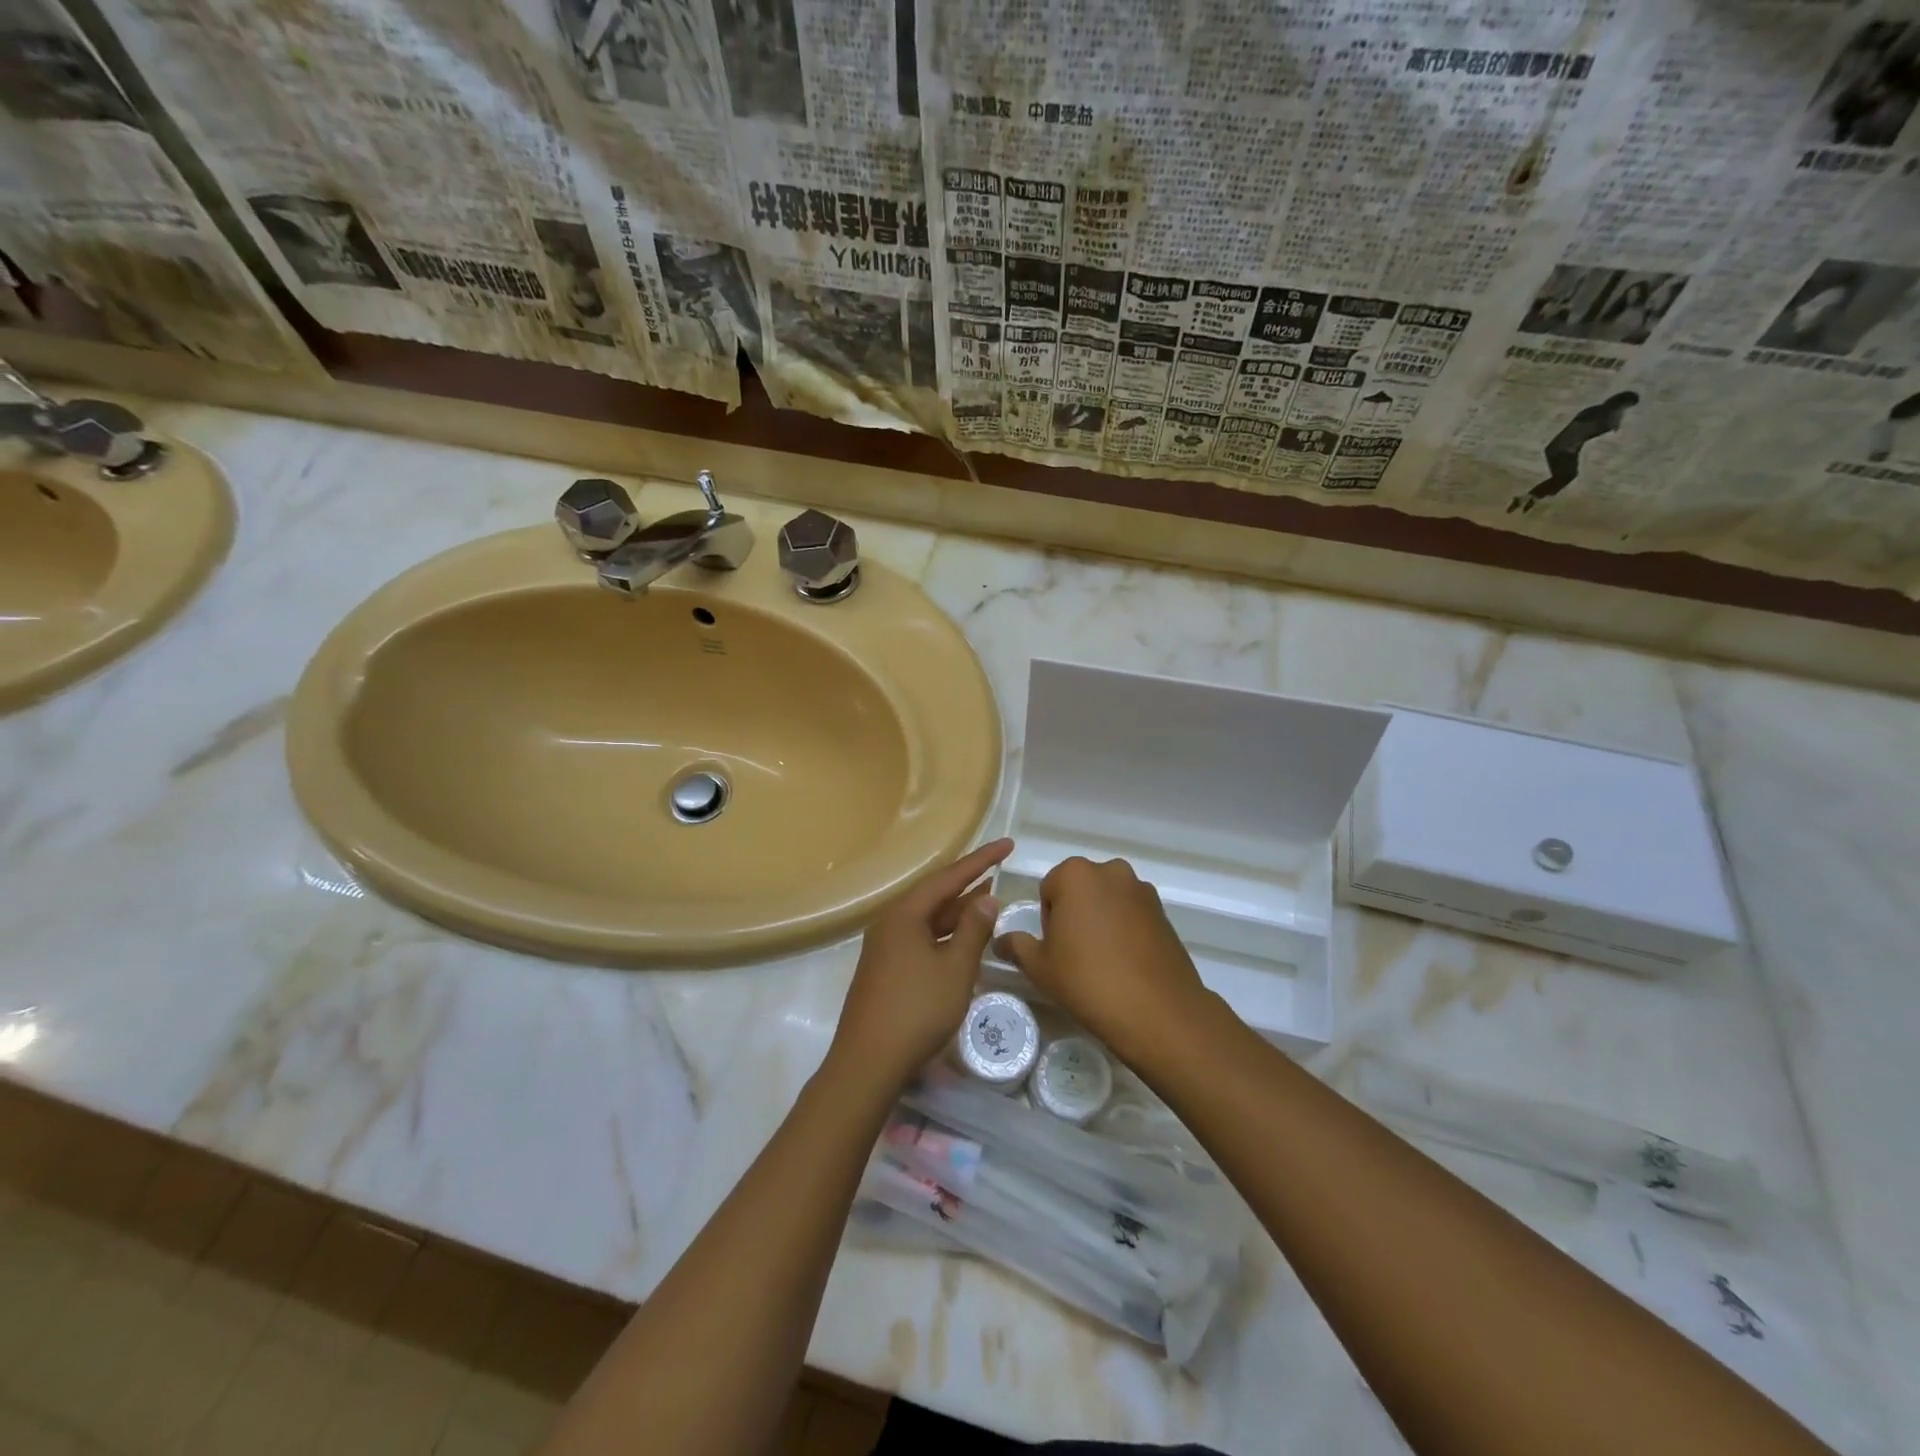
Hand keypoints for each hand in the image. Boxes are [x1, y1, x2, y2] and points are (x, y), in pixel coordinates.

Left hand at [827, 839, 1012, 1095]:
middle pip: (934, 895)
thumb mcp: (955, 968)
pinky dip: (945, 936)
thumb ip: (973, 930)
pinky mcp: (884, 971)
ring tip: (988, 901)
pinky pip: (921, 939)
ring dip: (958, 912)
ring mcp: (884, 949)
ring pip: (928, 920)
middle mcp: (890, 924)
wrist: (868, 1063)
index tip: (1007, 845)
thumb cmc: (917, 1010)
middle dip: (968, 884)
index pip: (948, 877)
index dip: (981, 860)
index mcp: (904, 915)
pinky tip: (963, 943)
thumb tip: (986, 898)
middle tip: (1000, 871)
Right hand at [998, 856, 1210, 1065]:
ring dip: (1101, 920)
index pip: (1048, 889)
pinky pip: (1132, 915)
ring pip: (1108, 901)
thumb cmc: (1087, 980)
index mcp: (1076, 874)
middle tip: (1075, 955)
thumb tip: (1001, 940)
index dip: (1047, 920)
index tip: (1055, 948)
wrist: (1156, 1011)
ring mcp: (1142, 890)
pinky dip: (1125, 931)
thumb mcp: (1039, 966)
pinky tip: (1125, 963)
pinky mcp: (1164, 912)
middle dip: (1075, 914)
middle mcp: (1111, 871)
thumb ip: (1016, 946)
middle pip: (1080, 889)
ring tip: (1102, 962)